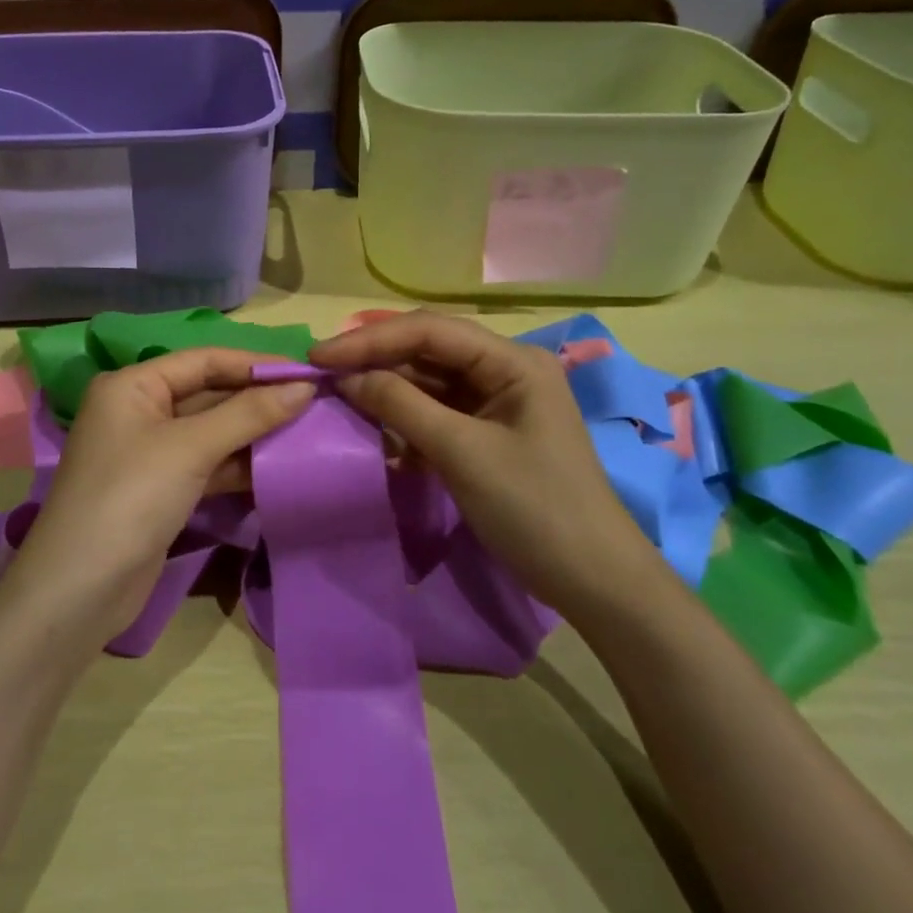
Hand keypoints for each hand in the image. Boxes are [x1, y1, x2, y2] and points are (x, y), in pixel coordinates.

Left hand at [0, 350, 315, 646]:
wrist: (80, 591)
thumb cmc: (131, 497)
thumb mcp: (190, 448)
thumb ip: (248, 414)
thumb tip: (303, 386)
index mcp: (133, 386)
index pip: (203, 360)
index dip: (254, 364)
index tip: (306, 371)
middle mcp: (139, 411)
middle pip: (208, 394)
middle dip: (257, 399)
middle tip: (314, 402)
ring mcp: (149, 453)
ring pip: (211, 432)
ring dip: (253, 433)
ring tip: (306, 431)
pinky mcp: (161, 490)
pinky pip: (207, 464)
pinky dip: (238, 465)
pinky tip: (277, 466)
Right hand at [310, 312, 657, 620]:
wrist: (594, 581)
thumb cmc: (534, 509)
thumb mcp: (461, 452)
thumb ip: (401, 405)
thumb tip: (346, 377)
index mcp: (512, 360)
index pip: (430, 331)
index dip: (370, 339)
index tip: (318, 357)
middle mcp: (505, 369)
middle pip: (428, 350)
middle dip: (375, 360)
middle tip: (321, 373)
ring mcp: (497, 402)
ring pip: (429, 382)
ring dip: (386, 390)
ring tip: (337, 397)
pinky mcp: (488, 433)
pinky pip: (437, 412)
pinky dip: (404, 419)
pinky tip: (375, 430)